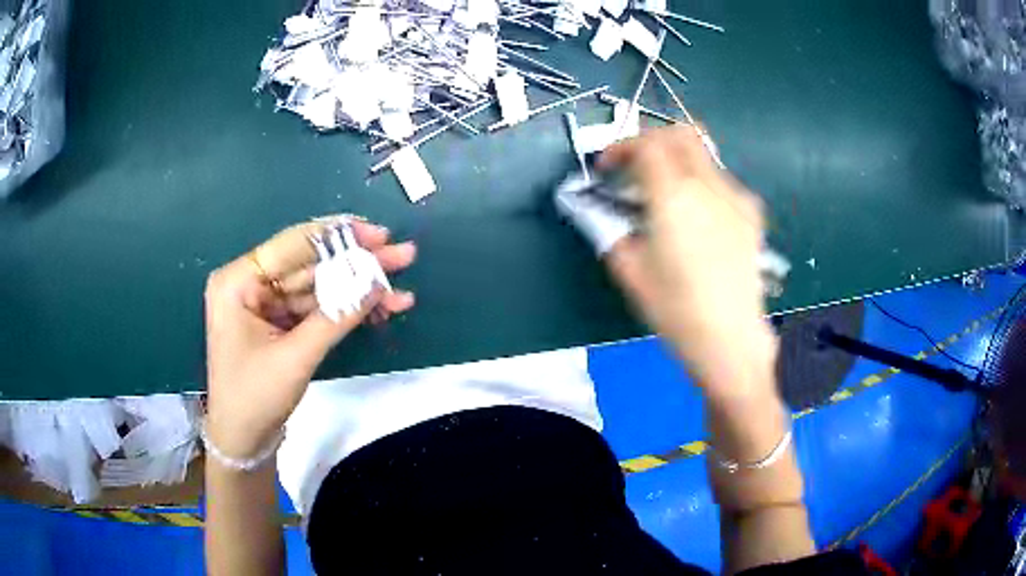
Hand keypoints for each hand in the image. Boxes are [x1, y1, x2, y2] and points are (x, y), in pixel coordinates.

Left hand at [204, 217, 415, 458]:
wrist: (243, 442)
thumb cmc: (255, 398)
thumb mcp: (295, 357)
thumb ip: (336, 316)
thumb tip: (378, 283)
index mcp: (239, 281)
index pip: (294, 245)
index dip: (339, 237)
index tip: (380, 235)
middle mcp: (251, 283)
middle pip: (311, 264)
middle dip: (357, 264)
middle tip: (402, 257)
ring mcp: (266, 304)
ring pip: (319, 287)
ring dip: (359, 291)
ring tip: (401, 294)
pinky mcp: (279, 323)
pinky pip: (317, 309)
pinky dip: (346, 311)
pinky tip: (379, 313)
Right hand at [599, 126, 776, 400]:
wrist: (731, 339)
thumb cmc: (676, 310)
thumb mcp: (629, 270)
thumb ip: (607, 228)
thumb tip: (594, 207)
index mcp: (675, 196)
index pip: (646, 143)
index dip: (619, 147)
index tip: (606, 170)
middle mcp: (709, 185)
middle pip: (680, 133)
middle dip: (650, 140)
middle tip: (633, 167)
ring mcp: (736, 197)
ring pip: (702, 155)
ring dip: (675, 161)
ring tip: (663, 196)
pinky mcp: (752, 213)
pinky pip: (720, 180)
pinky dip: (699, 182)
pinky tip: (696, 216)